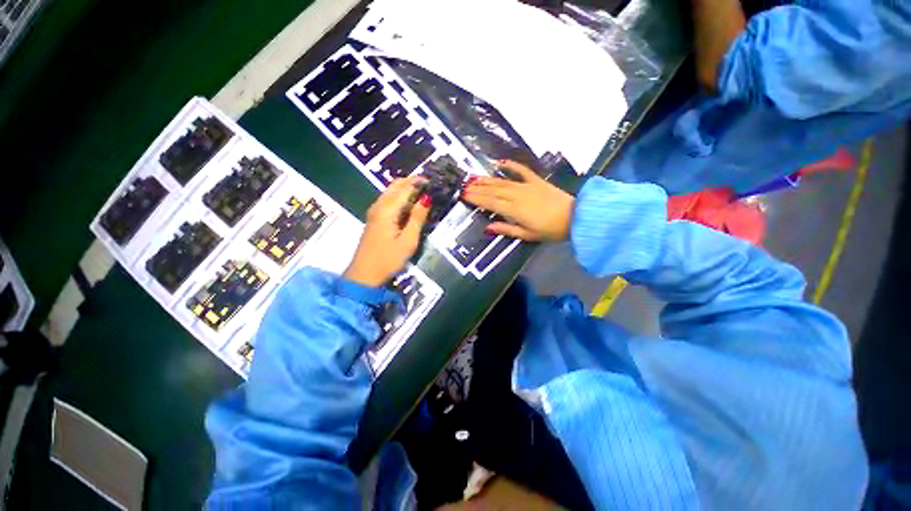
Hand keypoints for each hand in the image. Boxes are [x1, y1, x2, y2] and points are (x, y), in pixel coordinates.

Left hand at [344, 177, 430, 286]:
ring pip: (391, 192)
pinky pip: (388, 200)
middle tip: (429, 187)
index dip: (419, 182)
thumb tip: (427, 198)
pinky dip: (399, 197)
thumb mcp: (408, 241)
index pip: (405, 188)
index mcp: (387, 210)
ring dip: (406, 189)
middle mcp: (378, 205)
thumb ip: (417, 218)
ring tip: (423, 194)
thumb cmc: (388, 259)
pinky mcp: (374, 219)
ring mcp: (374, 211)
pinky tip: (409, 205)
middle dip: (412, 182)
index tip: (434, 181)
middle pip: (395, 185)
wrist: (364, 275)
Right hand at [462, 160, 573, 241]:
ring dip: (488, 179)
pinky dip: (512, 165)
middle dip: (478, 188)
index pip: (491, 203)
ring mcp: (527, 186)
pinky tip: (501, 162)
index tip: (465, 195)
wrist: (576, 217)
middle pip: (493, 190)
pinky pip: (522, 171)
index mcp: (514, 210)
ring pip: (503, 181)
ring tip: (475, 177)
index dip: (477, 199)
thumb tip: (488, 227)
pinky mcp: (536, 181)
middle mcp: (517, 195)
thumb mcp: (527, 235)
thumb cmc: (551, 230)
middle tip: (465, 185)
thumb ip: (507, 230)